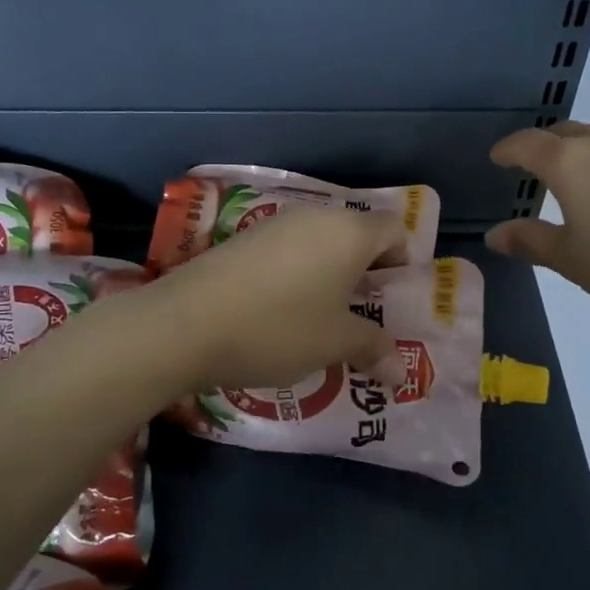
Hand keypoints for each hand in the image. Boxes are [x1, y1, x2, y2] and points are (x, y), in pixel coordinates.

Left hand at [143, 206, 401, 390]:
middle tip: (363, 312)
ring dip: (329, 273)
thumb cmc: (279, 328)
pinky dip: (297, 273)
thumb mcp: (333, 343)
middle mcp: (314, 217)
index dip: (402, 259)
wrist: (186, 323)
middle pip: (355, 233)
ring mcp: (274, 224)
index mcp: (348, 232)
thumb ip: (372, 348)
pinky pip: (287, 250)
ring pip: (319, 242)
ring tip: (322, 317)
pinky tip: (281, 310)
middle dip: (365, 270)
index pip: (393, 228)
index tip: (393, 297)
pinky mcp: (242, 239)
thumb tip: (403, 372)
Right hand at [484, 121, 589, 314]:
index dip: (508, 150)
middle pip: (565, 132)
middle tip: (535, 164)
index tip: (497, 157)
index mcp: (570, 164)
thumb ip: (530, 242)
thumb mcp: (572, 261)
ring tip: (582, 170)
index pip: (527, 144)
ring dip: (584, 147)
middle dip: (544, 145)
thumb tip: (495, 234)